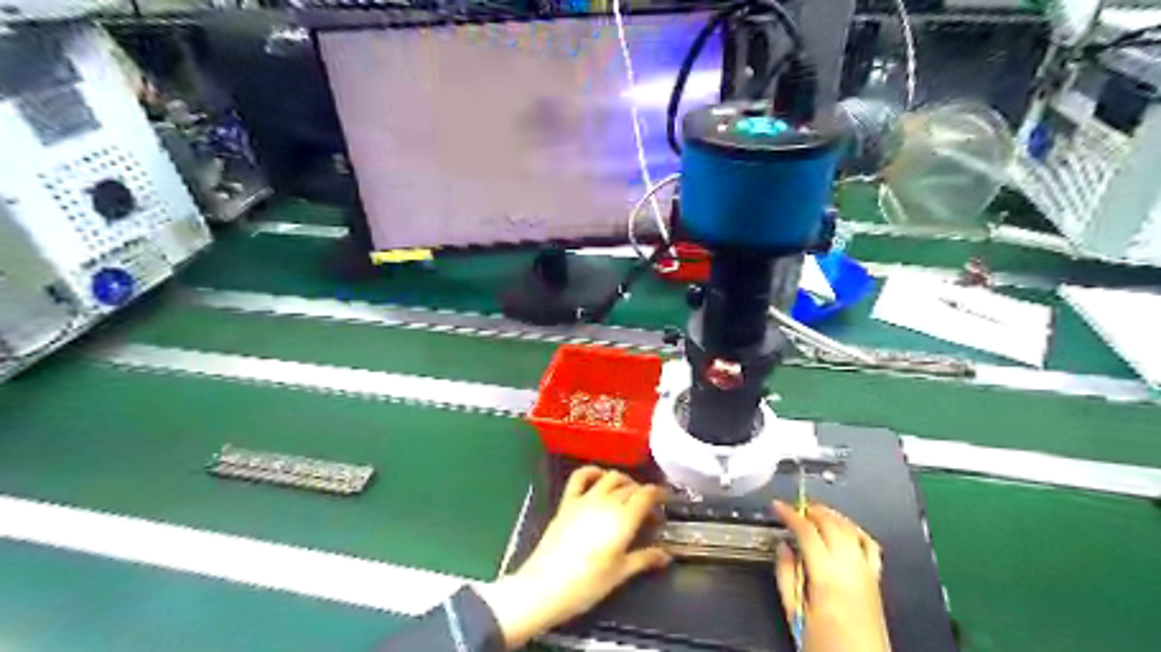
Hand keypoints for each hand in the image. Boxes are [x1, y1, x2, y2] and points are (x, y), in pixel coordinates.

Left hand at [474, 468, 672, 645]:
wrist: (545, 585)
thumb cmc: (587, 584)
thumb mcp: (620, 573)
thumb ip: (644, 559)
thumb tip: (665, 555)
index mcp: (623, 518)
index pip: (647, 494)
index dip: (659, 494)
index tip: (666, 501)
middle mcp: (606, 501)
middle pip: (631, 486)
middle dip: (643, 494)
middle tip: (648, 512)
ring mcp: (585, 498)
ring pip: (610, 477)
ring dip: (623, 481)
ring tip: (628, 494)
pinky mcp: (567, 501)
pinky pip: (580, 476)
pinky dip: (592, 471)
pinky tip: (599, 476)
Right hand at [774, 499, 889, 651]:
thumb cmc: (826, 646)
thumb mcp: (794, 613)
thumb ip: (786, 575)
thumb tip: (783, 548)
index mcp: (826, 577)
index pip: (807, 531)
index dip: (789, 514)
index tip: (778, 507)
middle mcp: (849, 570)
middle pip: (830, 524)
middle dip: (810, 510)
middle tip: (794, 507)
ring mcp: (866, 573)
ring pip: (850, 529)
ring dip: (831, 515)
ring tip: (814, 511)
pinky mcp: (876, 580)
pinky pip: (869, 544)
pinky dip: (855, 530)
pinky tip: (845, 527)